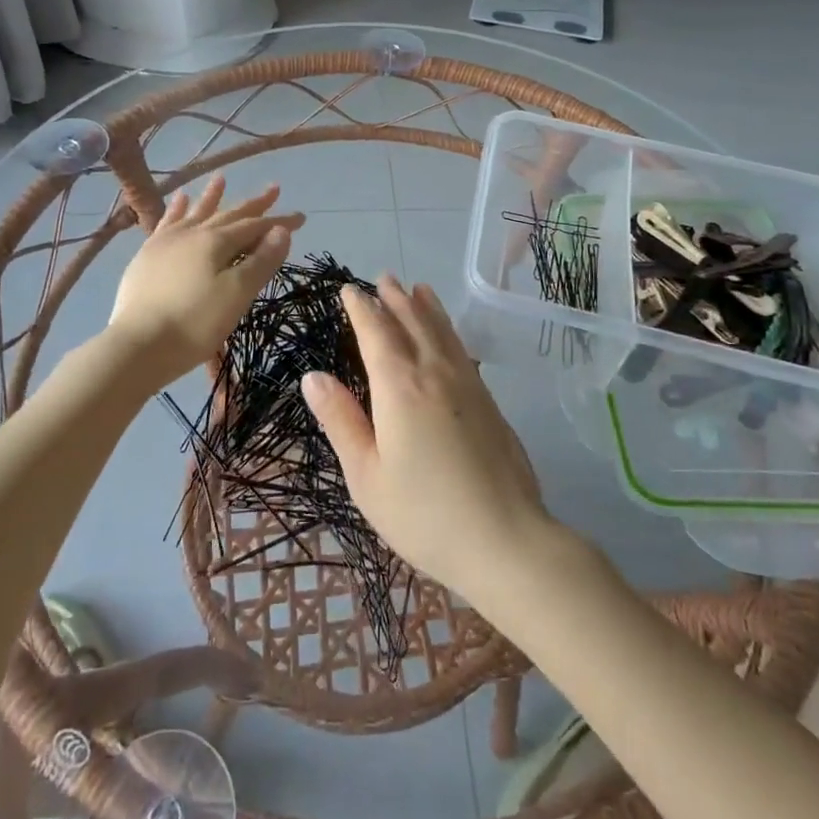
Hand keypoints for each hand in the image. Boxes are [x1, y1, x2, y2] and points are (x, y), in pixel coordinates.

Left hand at [108, 175, 303, 381]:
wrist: (138, 345)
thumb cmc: (195, 323)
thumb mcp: (237, 294)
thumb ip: (261, 261)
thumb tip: (281, 231)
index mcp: (216, 242)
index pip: (255, 226)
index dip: (279, 222)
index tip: (301, 217)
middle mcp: (192, 233)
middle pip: (229, 215)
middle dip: (253, 204)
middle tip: (274, 188)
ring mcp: (166, 242)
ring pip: (195, 213)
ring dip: (211, 197)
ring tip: (220, 179)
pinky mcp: (147, 256)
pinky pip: (166, 223)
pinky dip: (176, 210)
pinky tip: (179, 201)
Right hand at [302, 275, 553, 601]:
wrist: (505, 540)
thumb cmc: (423, 514)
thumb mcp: (366, 475)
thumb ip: (341, 420)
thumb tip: (313, 376)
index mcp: (399, 387)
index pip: (376, 333)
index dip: (361, 308)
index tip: (350, 289)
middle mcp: (435, 373)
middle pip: (412, 323)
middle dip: (394, 299)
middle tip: (383, 278)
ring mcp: (468, 385)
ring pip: (442, 332)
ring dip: (426, 307)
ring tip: (417, 288)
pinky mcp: (490, 402)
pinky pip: (462, 350)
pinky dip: (449, 330)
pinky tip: (448, 335)